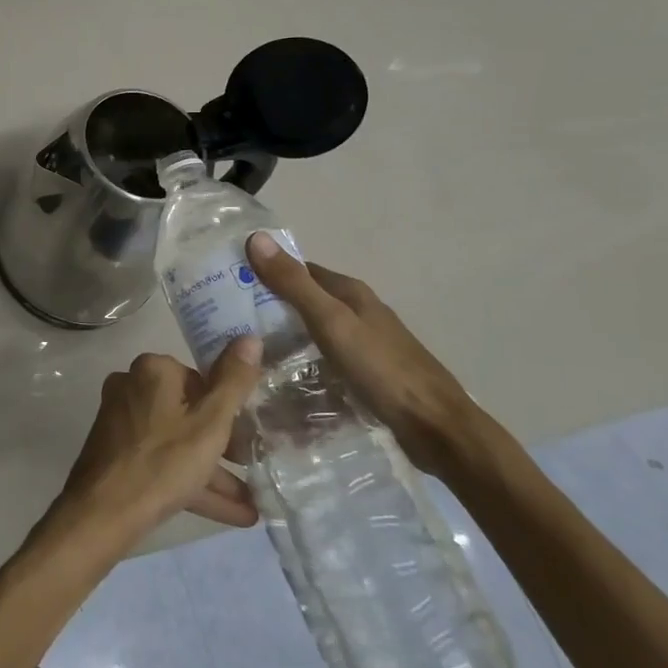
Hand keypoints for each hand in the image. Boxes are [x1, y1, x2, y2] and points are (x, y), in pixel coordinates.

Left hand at [48, 342, 264, 548]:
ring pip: (177, 442)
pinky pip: (162, 460)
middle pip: (188, 412)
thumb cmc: (162, 461)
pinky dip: (192, 482)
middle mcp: (132, 386)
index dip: (227, 410)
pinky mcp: (117, 451)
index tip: (249, 438)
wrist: (103, 512)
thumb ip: (233, 382)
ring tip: (251, 505)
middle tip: (252, 468)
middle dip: (223, 446)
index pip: (200, 380)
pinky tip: (233, 514)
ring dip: (213, 472)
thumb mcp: (209, 423)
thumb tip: (250, 338)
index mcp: (153, 370)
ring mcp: (122, 420)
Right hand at [245, 232, 493, 479]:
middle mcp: (358, 311)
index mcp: (350, 292)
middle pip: (306, 300)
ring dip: (285, 337)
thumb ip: (294, 284)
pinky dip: (303, 363)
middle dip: (270, 306)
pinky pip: (324, 360)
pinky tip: (284, 380)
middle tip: (229, 322)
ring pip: (314, 332)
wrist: (438, 429)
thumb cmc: (382, 369)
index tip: (229, 283)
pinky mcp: (368, 374)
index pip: (299, 269)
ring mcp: (365, 344)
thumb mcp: (331, 322)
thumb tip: (255, 238)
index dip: (266, 271)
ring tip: (248, 352)